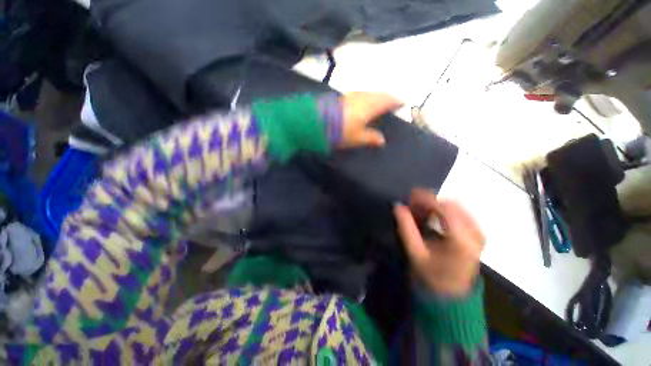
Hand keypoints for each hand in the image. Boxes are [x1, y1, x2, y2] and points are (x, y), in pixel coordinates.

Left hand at [339, 92, 402, 147]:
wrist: (318, 123)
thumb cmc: (341, 131)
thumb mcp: (358, 138)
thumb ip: (371, 138)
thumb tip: (382, 140)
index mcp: (370, 106)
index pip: (387, 100)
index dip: (396, 101)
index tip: (402, 103)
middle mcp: (362, 97)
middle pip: (379, 94)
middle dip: (387, 97)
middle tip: (392, 103)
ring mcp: (351, 95)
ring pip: (369, 93)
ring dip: (376, 96)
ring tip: (378, 104)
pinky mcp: (342, 97)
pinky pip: (359, 95)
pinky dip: (365, 98)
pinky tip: (362, 104)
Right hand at [393, 189, 484, 295]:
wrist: (452, 295)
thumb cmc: (432, 276)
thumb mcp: (415, 253)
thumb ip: (406, 228)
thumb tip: (397, 206)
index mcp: (461, 240)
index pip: (443, 208)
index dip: (425, 198)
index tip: (409, 195)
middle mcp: (475, 233)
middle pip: (451, 204)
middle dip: (429, 200)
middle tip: (412, 204)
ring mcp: (478, 232)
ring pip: (455, 206)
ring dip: (435, 204)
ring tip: (419, 209)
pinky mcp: (476, 233)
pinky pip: (459, 212)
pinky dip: (442, 210)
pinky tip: (431, 215)